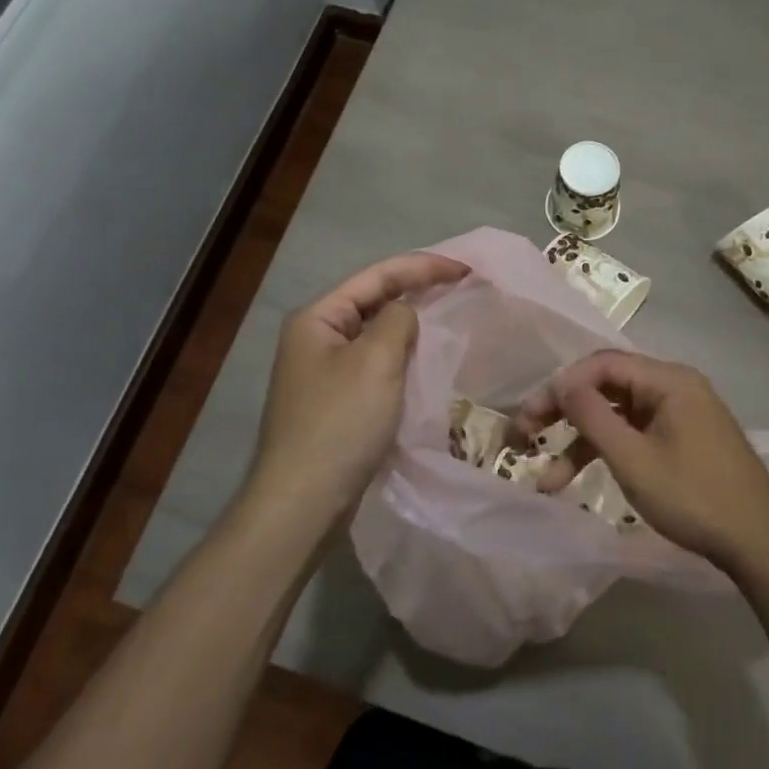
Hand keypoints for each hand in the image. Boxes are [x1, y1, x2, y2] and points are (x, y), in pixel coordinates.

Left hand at [247, 251, 469, 525]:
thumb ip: (398, 321)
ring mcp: (323, 371)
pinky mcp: (335, 401)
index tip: (466, 269)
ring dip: (410, 323)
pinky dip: (401, 356)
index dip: (422, 267)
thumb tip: (405, 314)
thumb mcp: (376, 361)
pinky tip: (425, 359)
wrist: (303, 502)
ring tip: (450, 315)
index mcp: (318, 317)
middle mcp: (315, 337)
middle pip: (373, 300)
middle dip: (417, 290)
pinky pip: (374, 364)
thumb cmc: (340, 423)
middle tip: (462, 286)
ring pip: (375, 334)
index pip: (376, 276)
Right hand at [515, 350, 768, 570]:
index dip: (561, 386)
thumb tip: (561, 383)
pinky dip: (608, 450)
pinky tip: (580, 478)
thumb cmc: (694, 497)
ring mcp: (680, 412)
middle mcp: (674, 386)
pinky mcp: (683, 437)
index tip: (532, 417)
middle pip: (607, 385)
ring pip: (617, 413)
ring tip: (548, 478)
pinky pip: (635, 431)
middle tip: (527, 436)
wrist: (760, 545)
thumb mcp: (633, 460)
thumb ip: (592, 416)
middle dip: (565, 411)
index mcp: (668, 380)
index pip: (602, 364)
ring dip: (582, 441)